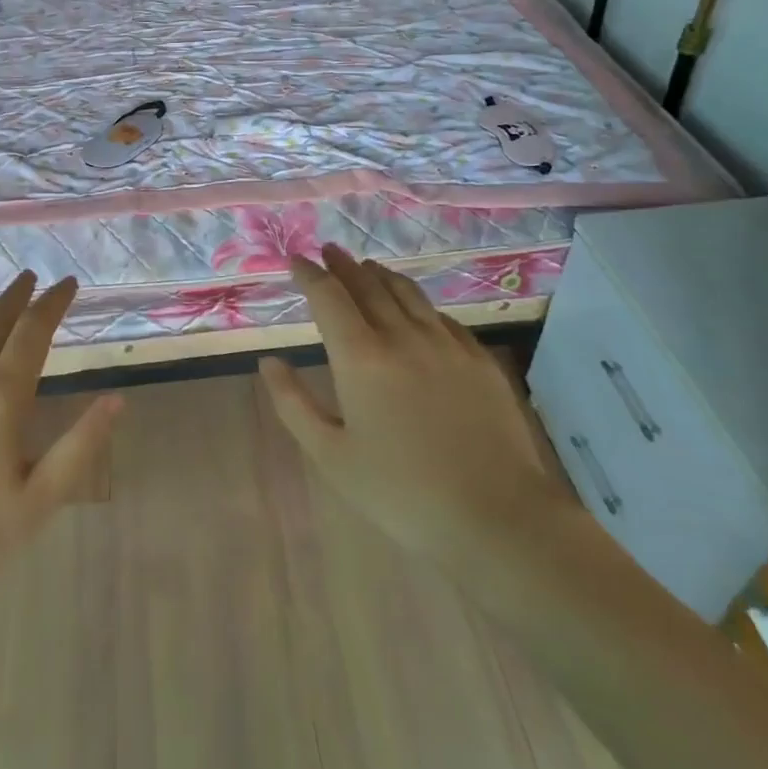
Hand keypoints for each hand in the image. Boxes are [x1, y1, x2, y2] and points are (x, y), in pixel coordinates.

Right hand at [260, 245, 573, 578]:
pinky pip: (441, 316)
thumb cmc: (402, 492)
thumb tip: (269, 362)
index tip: (296, 259)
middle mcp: (402, 335)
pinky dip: (418, 302)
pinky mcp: (478, 358)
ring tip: (367, 267)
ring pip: (407, 292)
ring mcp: (445, 343)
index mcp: (361, 356)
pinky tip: (417, 309)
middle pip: (367, 285)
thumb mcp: (332, 456)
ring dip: (381, 274)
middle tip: (329, 251)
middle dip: (343, 265)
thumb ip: (293, 404)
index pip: (328, 296)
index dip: (309, 274)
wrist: (499, 517)